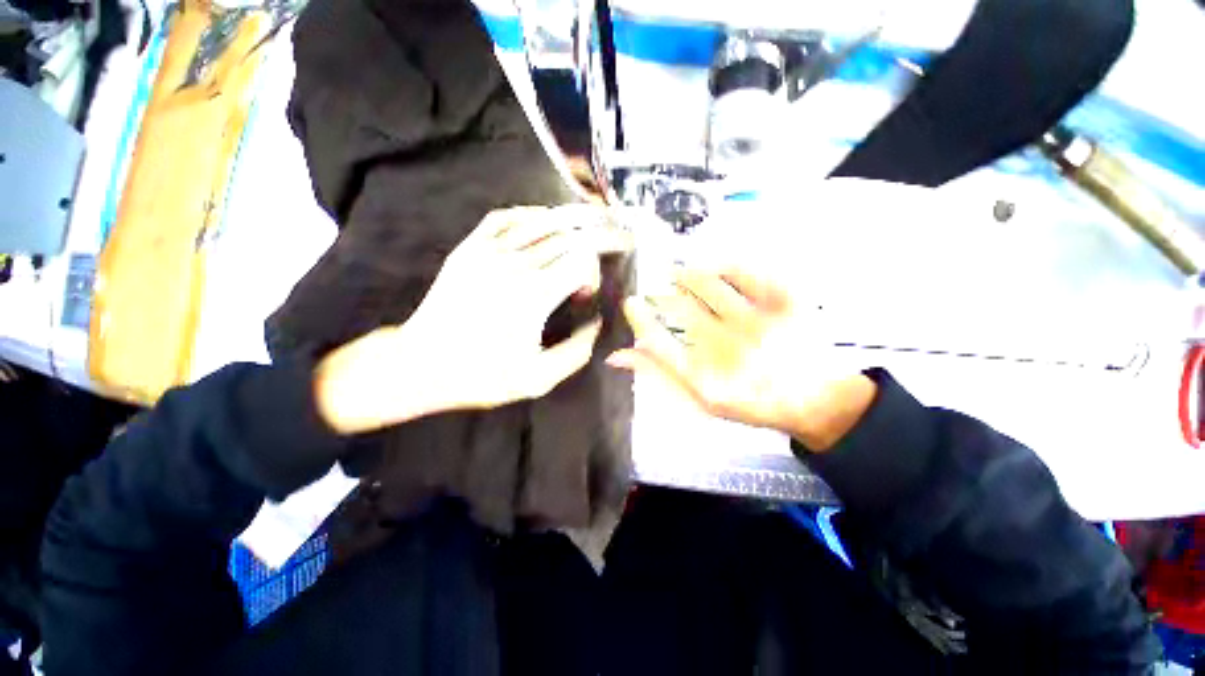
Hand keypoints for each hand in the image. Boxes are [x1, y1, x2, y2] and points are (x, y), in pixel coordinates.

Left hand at [316, 205, 631, 434]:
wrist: (420, 364)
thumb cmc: (482, 375)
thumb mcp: (539, 379)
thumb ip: (577, 352)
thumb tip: (596, 322)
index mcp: (534, 295)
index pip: (582, 260)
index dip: (594, 273)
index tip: (585, 295)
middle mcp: (515, 265)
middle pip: (568, 237)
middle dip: (596, 239)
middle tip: (612, 243)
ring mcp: (488, 251)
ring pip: (541, 221)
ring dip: (571, 221)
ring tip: (589, 224)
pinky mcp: (470, 248)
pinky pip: (505, 217)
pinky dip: (530, 214)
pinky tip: (543, 220)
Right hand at [607, 267, 875, 450]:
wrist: (816, 399)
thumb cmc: (751, 401)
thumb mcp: (699, 399)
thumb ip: (660, 375)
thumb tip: (616, 356)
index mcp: (704, 378)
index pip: (658, 341)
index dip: (640, 319)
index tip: (632, 303)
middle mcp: (726, 348)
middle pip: (679, 308)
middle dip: (662, 295)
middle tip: (660, 291)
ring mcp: (757, 323)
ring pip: (706, 284)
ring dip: (686, 276)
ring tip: (679, 275)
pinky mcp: (785, 303)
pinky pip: (745, 272)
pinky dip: (724, 267)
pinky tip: (715, 270)